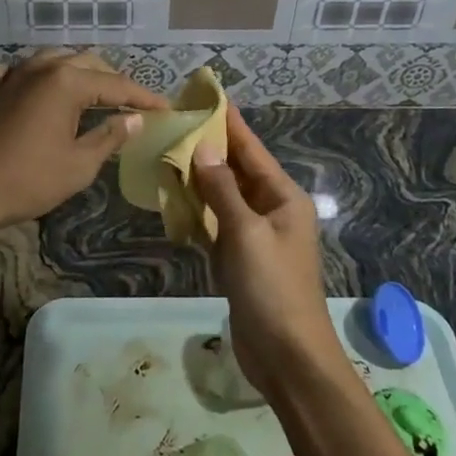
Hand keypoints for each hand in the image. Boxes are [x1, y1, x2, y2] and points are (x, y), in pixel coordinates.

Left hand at [0, 51, 167, 238]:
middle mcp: (41, 68)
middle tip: (132, 105)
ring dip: (77, 73)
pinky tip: (31, 87)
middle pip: (87, 64)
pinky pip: (14, 71)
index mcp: (67, 82)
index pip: (116, 85)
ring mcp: (13, 75)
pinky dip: (30, 75)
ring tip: (93, 93)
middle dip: (112, 82)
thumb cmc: (28, 179)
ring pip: (54, 60)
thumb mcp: (79, 164)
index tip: (166, 109)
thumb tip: (133, 120)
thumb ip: (109, 137)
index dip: (144, 98)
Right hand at [190, 106, 340, 393]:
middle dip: (209, 148)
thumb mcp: (246, 234)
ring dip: (199, 179)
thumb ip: (222, 190)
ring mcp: (255, 236)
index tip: (207, 96)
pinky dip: (196, 212)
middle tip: (176, 122)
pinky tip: (173, 198)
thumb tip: (201, 149)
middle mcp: (271, 210)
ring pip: (223, 197)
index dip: (229, 123)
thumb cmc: (272, 288)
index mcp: (283, 198)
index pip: (252, 149)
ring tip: (167, 152)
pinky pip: (215, 225)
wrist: (287, 358)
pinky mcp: (239, 260)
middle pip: (237, 170)